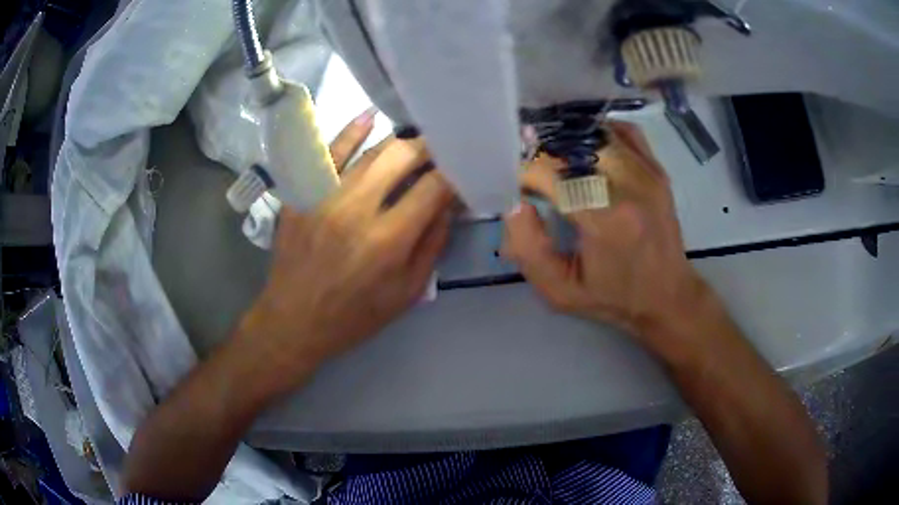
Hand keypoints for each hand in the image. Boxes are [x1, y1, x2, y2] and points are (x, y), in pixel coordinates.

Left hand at [237, 110, 456, 388]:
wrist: (293, 321)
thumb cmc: (354, 316)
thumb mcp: (406, 293)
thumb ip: (432, 244)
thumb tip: (449, 203)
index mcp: (388, 240)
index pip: (433, 187)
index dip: (454, 171)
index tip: (464, 165)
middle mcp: (357, 209)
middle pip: (402, 157)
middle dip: (429, 147)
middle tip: (442, 147)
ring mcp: (324, 196)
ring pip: (370, 152)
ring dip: (399, 141)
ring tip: (416, 138)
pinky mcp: (301, 194)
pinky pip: (326, 154)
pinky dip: (348, 133)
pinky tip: (367, 118)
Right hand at [503, 122, 708, 351]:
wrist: (668, 296)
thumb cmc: (613, 298)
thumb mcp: (560, 292)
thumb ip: (529, 250)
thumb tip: (515, 204)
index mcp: (605, 220)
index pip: (552, 172)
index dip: (527, 173)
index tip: (521, 187)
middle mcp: (629, 186)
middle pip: (574, 146)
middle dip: (546, 154)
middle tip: (537, 173)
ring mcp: (647, 173)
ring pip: (597, 135)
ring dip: (570, 143)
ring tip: (560, 162)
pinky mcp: (657, 169)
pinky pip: (624, 132)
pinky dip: (600, 135)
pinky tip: (590, 153)